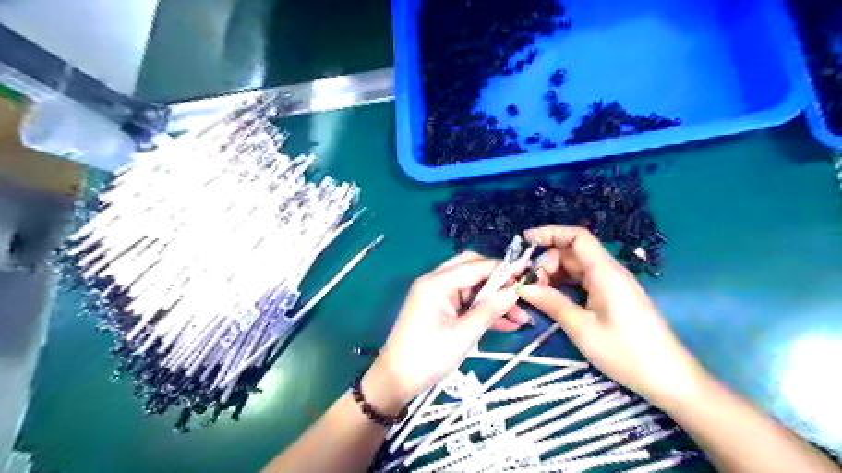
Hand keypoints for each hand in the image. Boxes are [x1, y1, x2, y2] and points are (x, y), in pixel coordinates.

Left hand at [366, 251, 526, 413]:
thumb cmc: (427, 357)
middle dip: (498, 281)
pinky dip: (482, 309)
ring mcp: (436, 294)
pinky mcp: (438, 307)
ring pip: (471, 286)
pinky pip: (465, 301)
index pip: (476, 266)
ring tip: (519, 317)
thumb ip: (490, 310)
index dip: (503, 268)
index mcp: (437, 283)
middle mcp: (435, 282)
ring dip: (493, 299)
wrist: (395, 379)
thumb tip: (515, 291)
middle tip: (520, 294)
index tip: (528, 272)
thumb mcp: (463, 335)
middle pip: (472, 269)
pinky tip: (504, 323)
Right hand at [516, 225, 705, 405]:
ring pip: (576, 268)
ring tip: (536, 293)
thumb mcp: (582, 328)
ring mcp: (612, 285)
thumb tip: (523, 288)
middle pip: (573, 253)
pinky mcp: (612, 298)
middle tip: (529, 284)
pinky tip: (552, 298)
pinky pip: (583, 282)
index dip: (550, 233)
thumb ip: (552, 303)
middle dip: (547, 262)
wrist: (669, 379)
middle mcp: (609, 272)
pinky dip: (565, 285)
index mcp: (605, 272)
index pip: (577, 237)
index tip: (525, 241)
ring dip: (554, 275)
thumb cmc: (626, 352)